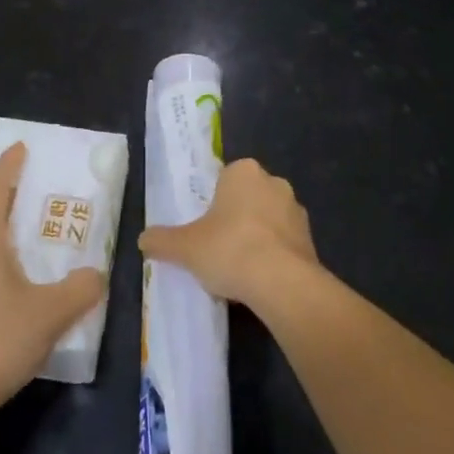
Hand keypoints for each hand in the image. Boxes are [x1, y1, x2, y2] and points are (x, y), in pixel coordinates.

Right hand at [139, 157, 318, 309]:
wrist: (282, 282)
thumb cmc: (229, 249)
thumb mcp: (185, 247)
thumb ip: (162, 241)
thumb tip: (143, 240)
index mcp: (244, 171)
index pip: (225, 179)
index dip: (214, 203)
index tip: (205, 227)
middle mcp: (274, 182)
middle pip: (248, 197)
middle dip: (237, 218)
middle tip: (218, 247)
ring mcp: (296, 210)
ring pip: (269, 220)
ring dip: (258, 237)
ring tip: (239, 269)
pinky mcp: (311, 239)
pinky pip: (285, 243)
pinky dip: (274, 256)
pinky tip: (260, 280)